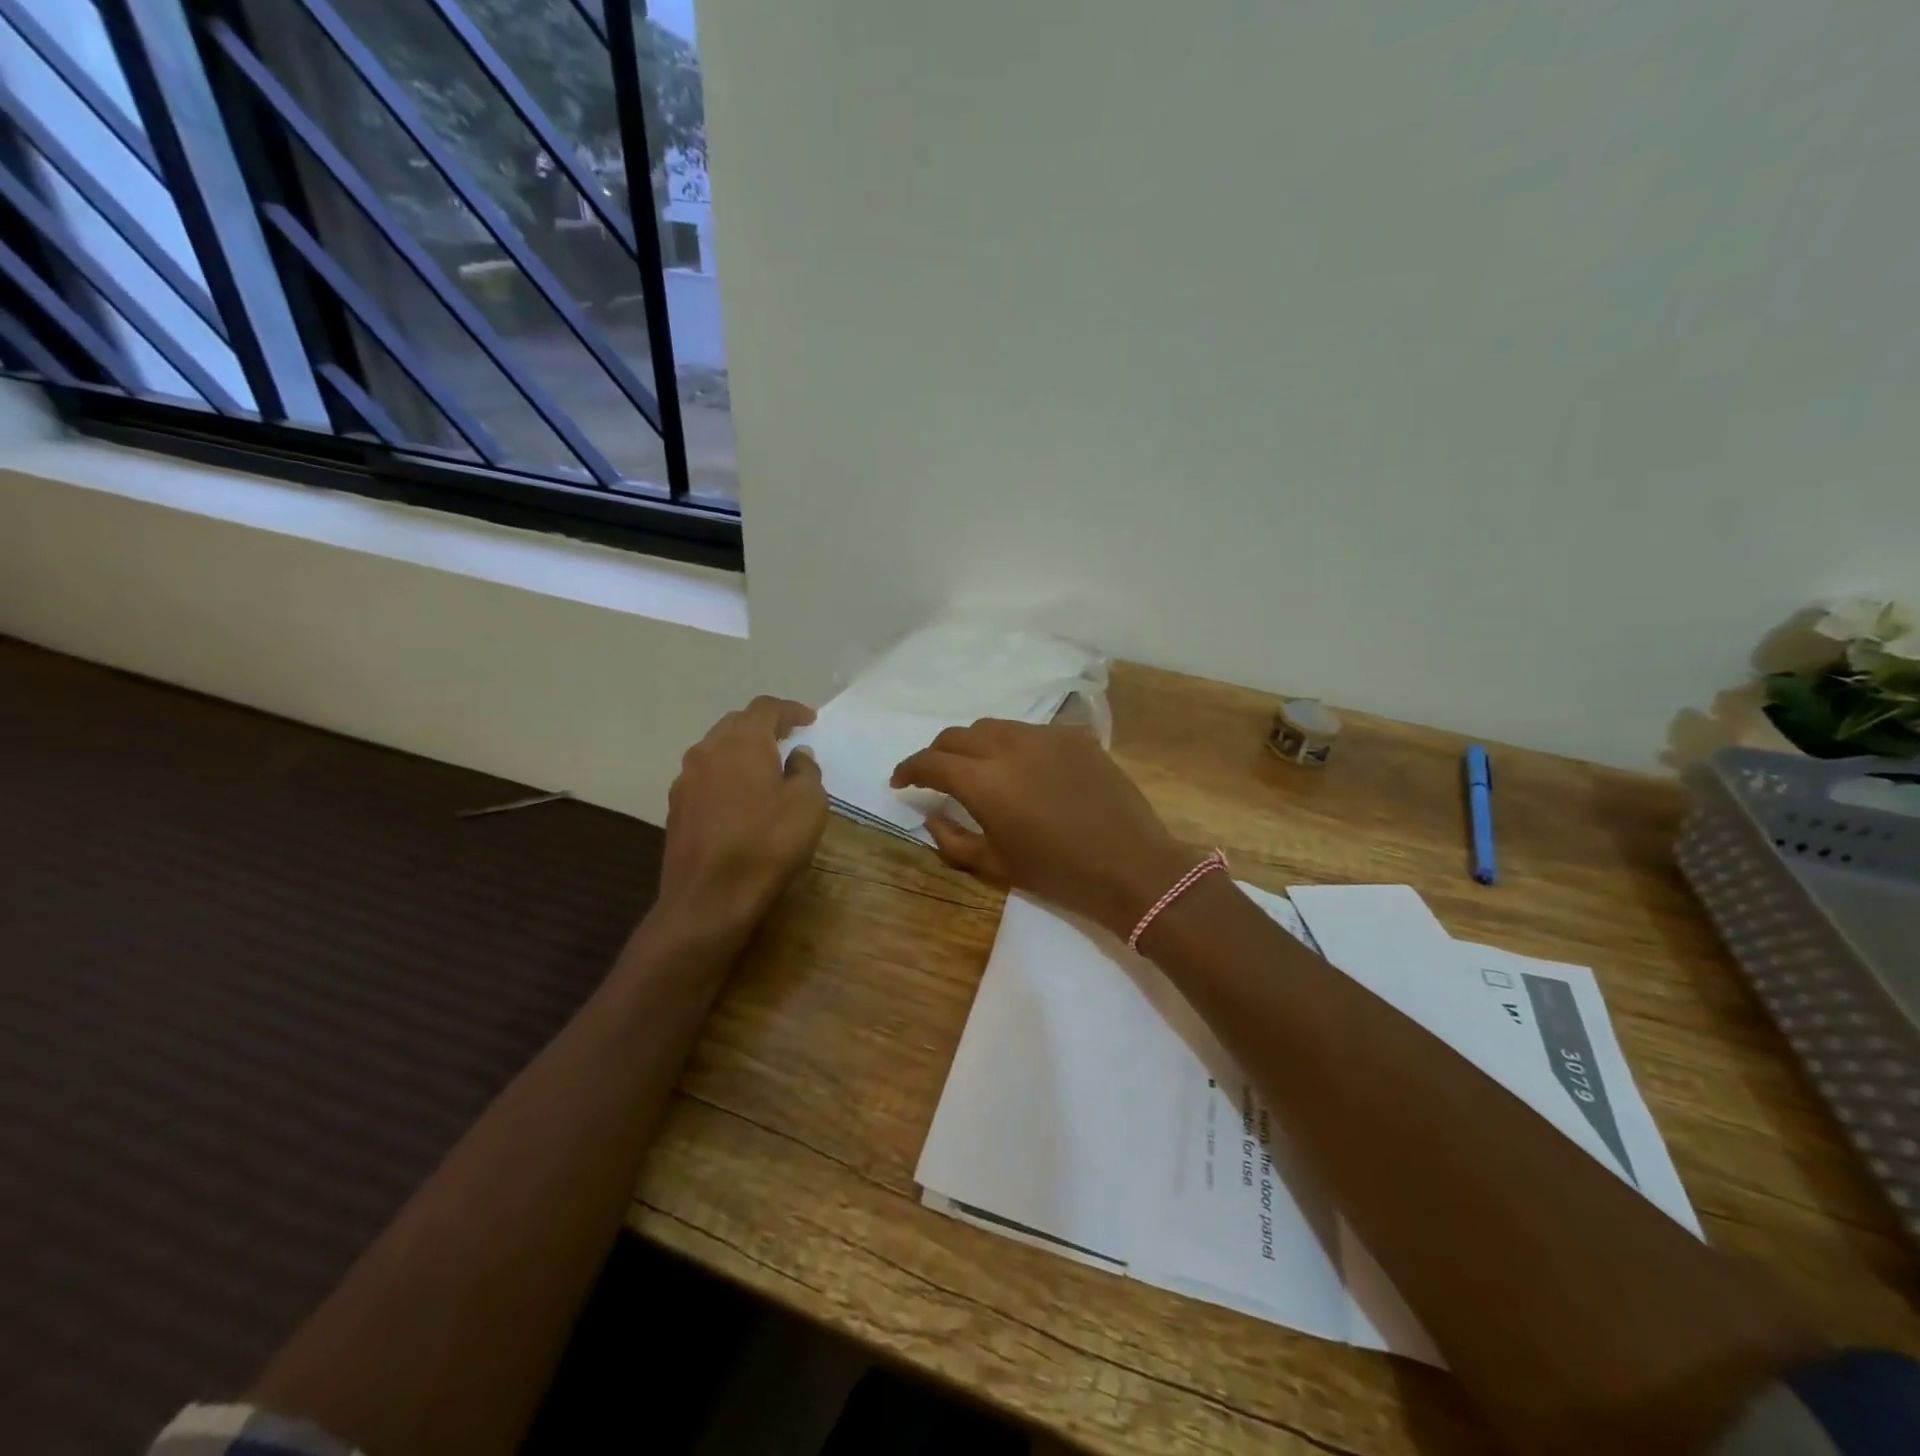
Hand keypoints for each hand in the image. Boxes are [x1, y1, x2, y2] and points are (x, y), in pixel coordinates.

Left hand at [657, 697, 827, 946]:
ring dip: (742, 751)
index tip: (809, 719)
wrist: (708, 899)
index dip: (790, 710)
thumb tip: (796, 756)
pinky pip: (705, 777)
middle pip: (736, 724)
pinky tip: (740, 799)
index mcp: (742, 743)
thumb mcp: (808, 804)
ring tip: (765, 767)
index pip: (765, 708)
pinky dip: (726, 776)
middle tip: (787, 738)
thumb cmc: (767, 844)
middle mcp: (708, 752)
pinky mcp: (677, 809)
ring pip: (716, 750)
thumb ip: (806, 771)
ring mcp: (686, 781)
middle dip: (763, 726)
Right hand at [892, 720, 1194, 937]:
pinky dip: (1015, 746)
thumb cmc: (1058, 874)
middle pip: (958, 735)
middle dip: (939, 754)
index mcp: (984, 781)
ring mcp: (1045, 736)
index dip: (909, 769)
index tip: (900, 782)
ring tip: (980, 769)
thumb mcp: (996, 865)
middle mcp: (1009, 746)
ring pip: (995, 727)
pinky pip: (1032, 732)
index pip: (931, 762)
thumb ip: (953, 839)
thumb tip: (932, 815)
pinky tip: (1026, 770)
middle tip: (937, 776)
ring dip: (976, 745)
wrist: (1131, 866)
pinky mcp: (1075, 736)